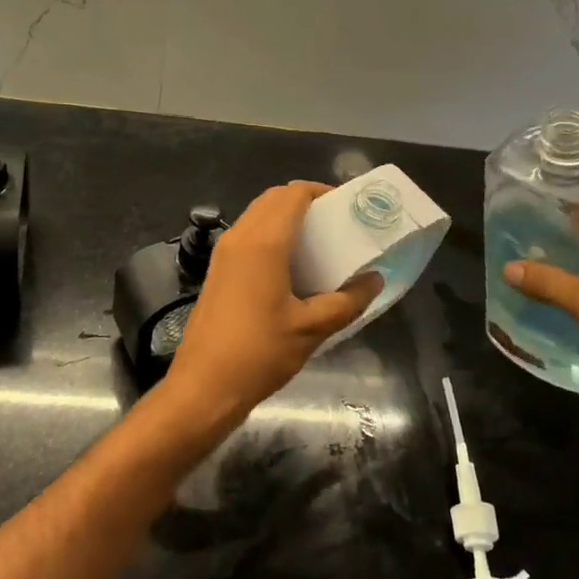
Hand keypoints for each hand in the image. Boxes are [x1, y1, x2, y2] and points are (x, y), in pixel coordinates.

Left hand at [161, 182, 381, 435]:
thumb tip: (375, 279)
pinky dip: (270, 233)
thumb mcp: (312, 329)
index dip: (321, 192)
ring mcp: (224, 252)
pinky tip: (291, 266)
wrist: (203, 387)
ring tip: (317, 242)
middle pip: (274, 198)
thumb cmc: (260, 353)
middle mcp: (240, 236)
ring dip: (286, 217)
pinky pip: (247, 234)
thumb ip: (348, 301)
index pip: (293, 194)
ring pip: (258, 214)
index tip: (347, 207)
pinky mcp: (217, 269)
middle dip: (305, 201)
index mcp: (264, 242)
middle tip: (335, 223)